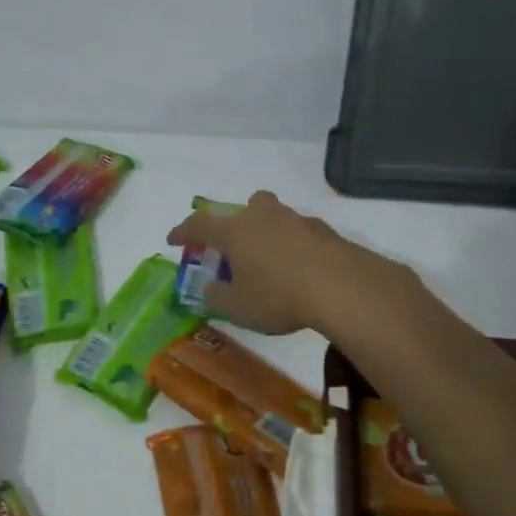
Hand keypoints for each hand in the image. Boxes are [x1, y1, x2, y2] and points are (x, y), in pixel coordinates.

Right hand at [166, 190, 379, 335]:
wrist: (342, 287)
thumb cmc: (278, 296)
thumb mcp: (238, 307)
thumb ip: (217, 296)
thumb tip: (210, 288)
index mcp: (235, 231)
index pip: (200, 225)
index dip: (184, 232)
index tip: (173, 239)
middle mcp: (264, 217)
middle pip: (245, 207)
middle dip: (236, 222)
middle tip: (235, 245)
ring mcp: (297, 220)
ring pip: (275, 217)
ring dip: (268, 233)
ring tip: (270, 262)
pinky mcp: (325, 232)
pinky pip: (301, 234)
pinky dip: (295, 247)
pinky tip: (300, 269)